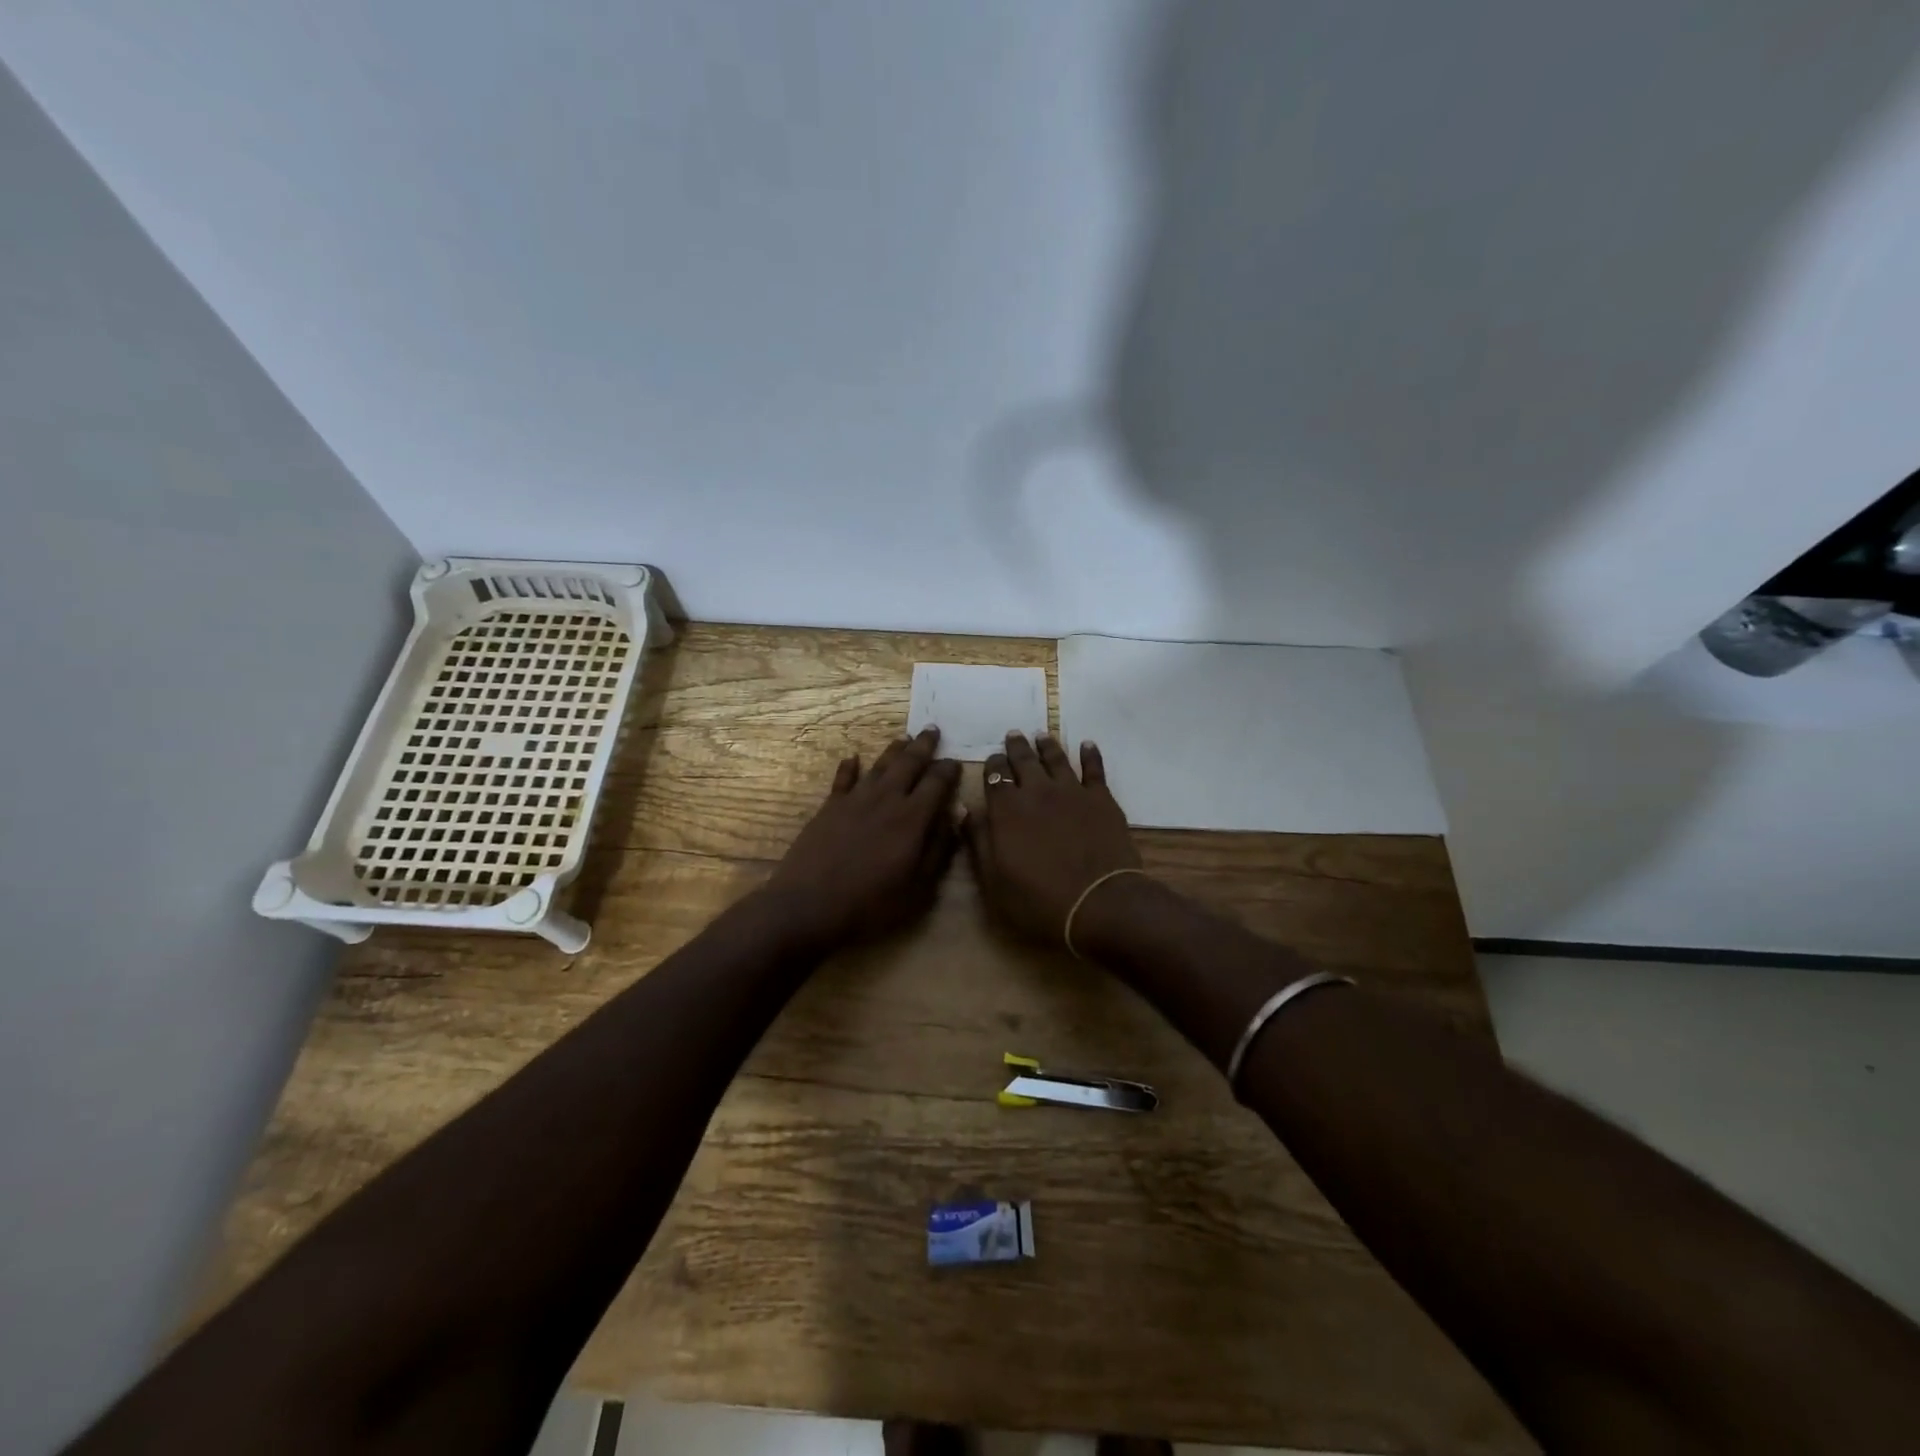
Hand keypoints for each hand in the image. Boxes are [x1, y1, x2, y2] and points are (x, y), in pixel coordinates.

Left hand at [762, 727, 961, 946]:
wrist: (809, 905)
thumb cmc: (871, 903)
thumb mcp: (918, 887)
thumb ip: (939, 849)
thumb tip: (955, 816)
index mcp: (912, 818)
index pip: (937, 783)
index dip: (948, 770)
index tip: (956, 761)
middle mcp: (886, 799)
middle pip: (909, 763)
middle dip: (923, 745)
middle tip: (933, 730)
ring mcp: (855, 800)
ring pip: (879, 765)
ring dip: (894, 750)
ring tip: (905, 738)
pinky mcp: (829, 807)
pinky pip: (843, 778)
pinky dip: (849, 766)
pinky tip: (853, 757)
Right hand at [964, 732, 1140, 947]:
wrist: (1099, 904)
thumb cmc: (1039, 900)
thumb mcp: (994, 880)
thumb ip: (979, 842)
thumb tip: (966, 810)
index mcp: (1007, 810)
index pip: (995, 776)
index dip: (993, 765)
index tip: (992, 759)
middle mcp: (1037, 791)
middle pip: (1024, 760)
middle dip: (1016, 747)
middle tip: (1013, 735)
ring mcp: (1072, 792)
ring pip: (1056, 758)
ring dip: (1047, 745)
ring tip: (1041, 736)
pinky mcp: (1101, 799)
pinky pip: (1094, 769)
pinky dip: (1090, 754)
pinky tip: (1088, 744)